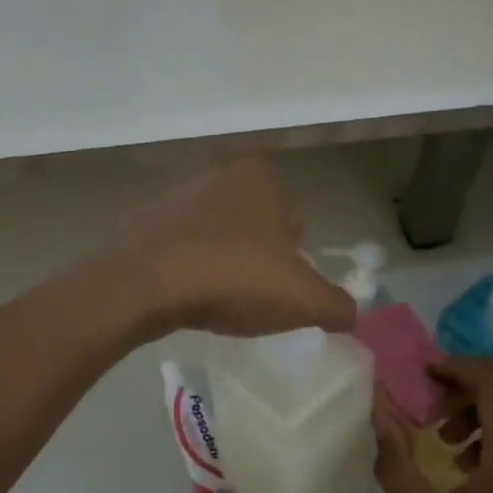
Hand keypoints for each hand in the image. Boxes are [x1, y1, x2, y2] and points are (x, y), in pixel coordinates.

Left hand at [114, 159, 357, 338]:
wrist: (143, 285)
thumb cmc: (234, 278)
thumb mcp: (304, 299)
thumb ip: (338, 305)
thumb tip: (350, 314)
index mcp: (259, 179)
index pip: (293, 220)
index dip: (295, 258)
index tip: (284, 289)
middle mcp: (218, 177)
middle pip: (256, 227)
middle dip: (260, 260)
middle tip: (256, 299)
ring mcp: (176, 197)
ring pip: (218, 238)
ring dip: (224, 266)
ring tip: (221, 302)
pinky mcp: (144, 224)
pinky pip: (182, 251)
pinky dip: (190, 272)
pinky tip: (188, 299)